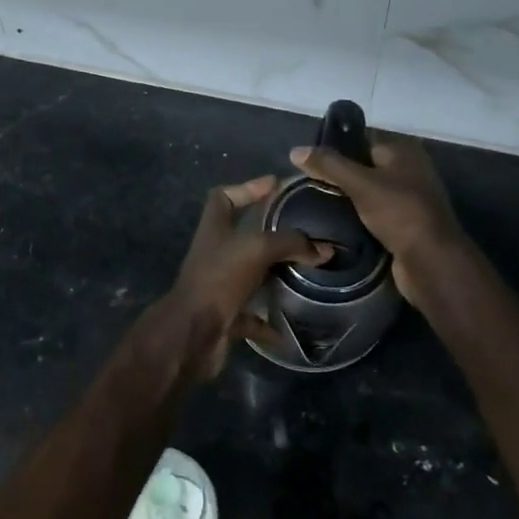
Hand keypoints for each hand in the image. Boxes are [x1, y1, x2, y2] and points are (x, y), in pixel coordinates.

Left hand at [145, 175, 330, 383]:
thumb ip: (291, 242)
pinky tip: (291, 328)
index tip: (276, 185)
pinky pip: (251, 316)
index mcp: (214, 228)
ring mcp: (218, 285)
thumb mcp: (257, 249)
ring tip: (306, 272)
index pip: (224, 196)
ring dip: (273, 275)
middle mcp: (214, 253)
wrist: (193, 333)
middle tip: (304, 232)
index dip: (248, 187)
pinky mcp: (225, 315)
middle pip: (242, 236)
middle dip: (270, 234)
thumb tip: (325, 249)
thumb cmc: (219, 278)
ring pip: (250, 275)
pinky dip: (269, 322)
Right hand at [289, 133, 464, 306]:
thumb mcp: (360, 184)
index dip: (336, 148)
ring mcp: (409, 199)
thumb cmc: (399, 213)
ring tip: (316, 204)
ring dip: (347, 199)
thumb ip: (329, 165)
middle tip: (308, 184)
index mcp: (403, 151)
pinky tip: (335, 224)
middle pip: (364, 167)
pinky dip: (358, 218)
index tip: (309, 161)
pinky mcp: (405, 225)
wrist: (431, 262)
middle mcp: (409, 170)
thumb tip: (295, 150)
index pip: (362, 140)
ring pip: (368, 192)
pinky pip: (374, 214)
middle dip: (339, 176)